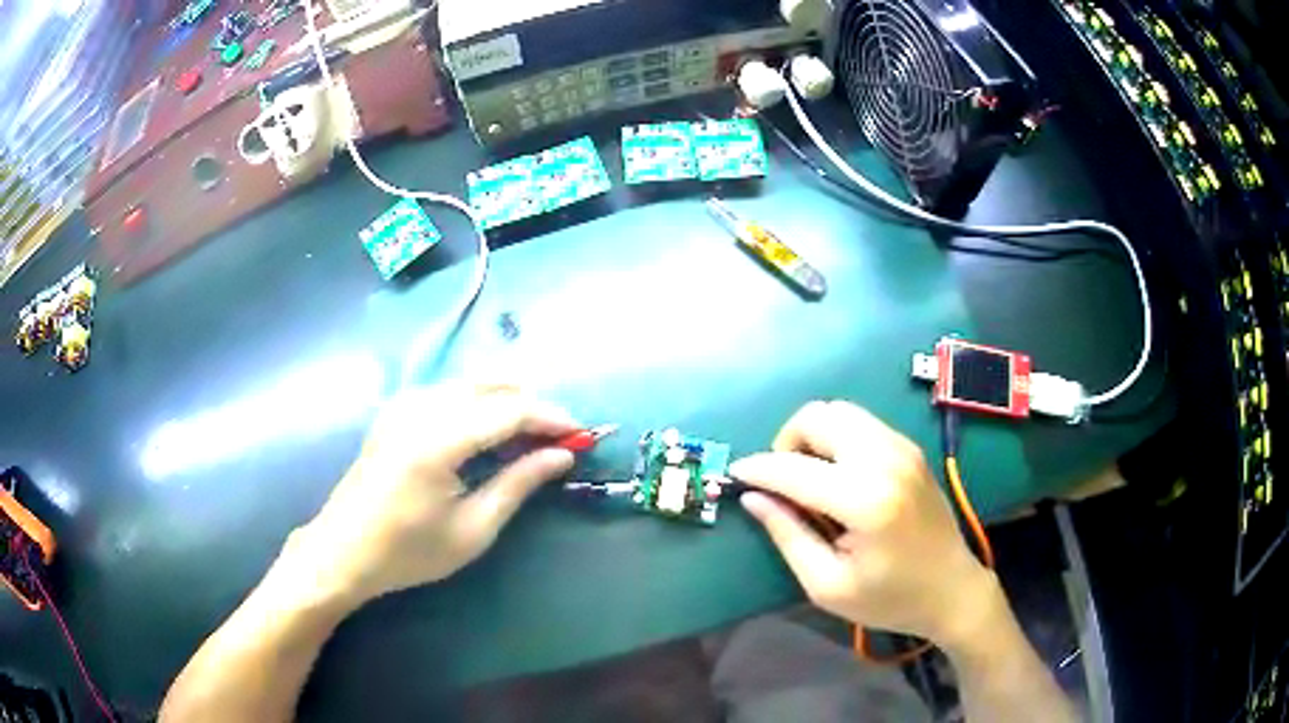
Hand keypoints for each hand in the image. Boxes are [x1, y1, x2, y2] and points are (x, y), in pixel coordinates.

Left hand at [285, 383, 579, 606]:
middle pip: (492, 384)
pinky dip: (481, 401)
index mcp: (438, 439)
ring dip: (508, 400)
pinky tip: (492, 430)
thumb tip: (561, 456)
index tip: (582, 434)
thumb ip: (518, 484)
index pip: (510, 410)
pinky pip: (451, 390)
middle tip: (560, 436)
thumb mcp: (472, 529)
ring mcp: (405, 403)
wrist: (344, 550)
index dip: (551, 418)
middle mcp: (421, 407)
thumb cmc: (409, 552)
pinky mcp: (397, 409)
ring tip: (533, 435)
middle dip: (533, 404)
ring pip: (472, 382)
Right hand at [730, 401, 997, 647]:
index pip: (795, 468)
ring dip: (813, 436)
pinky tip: (838, 476)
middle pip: (819, 416)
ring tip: (810, 478)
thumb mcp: (827, 585)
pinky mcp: (910, 448)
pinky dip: (837, 438)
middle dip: (788, 442)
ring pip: (840, 412)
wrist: (952, 589)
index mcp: (866, 500)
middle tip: (783, 482)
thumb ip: (788, 536)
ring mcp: (902, 448)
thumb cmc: (889, 599)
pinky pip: (861, 423)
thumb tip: (753, 497)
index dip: (758, 469)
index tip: (736, 476)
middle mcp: (886, 460)